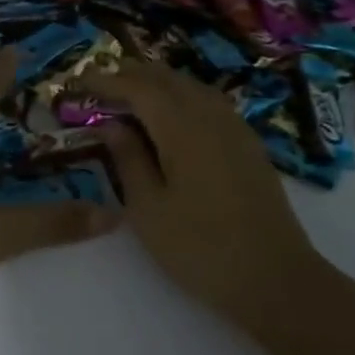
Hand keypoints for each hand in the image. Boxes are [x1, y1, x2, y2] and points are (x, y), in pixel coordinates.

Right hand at [78, 61, 327, 326]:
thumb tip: (111, 124)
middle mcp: (210, 117)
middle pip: (167, 78)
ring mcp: (235, 129)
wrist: (276, 280)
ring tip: (131, 92)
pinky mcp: (249, 145)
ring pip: (191, 86)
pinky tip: (172, 114)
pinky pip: (209, 101)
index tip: (79, 80)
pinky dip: (181, 95)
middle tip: (100, 83)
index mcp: (182, 128)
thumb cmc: (200, 248)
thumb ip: (128, 159)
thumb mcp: (148, 208)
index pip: (138, 88)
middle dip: (131, 74)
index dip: (106, 81)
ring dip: (158, 82)